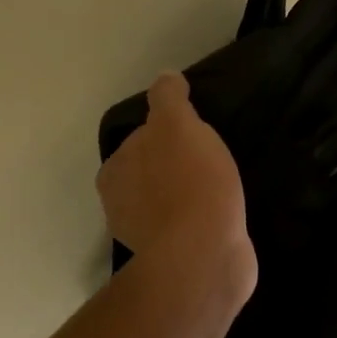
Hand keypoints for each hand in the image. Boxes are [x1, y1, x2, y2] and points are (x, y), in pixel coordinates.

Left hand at [97, 72, 255, 298]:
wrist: (204, 253)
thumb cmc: (188, 181)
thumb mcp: (177, 124)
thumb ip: (168, 99)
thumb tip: (165, 77)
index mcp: (114, 172)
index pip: (139, 139)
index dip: (166, 132)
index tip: (194, 133)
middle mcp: (120, 205)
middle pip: (150, 172)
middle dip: (174, 165)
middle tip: (210, 157)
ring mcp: (145, 237)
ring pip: (167, 202)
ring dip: (187, 195)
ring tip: (220, 186)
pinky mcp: (172, 260)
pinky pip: (186, 229)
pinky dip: (199, 220)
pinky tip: (222, 214)